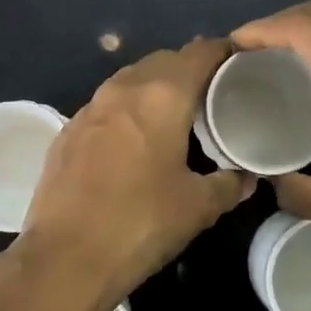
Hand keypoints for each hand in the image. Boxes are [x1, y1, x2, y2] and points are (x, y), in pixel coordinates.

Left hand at [0, 39, 254, 310]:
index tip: (241, 66)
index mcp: (161, 96)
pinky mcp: (66, 131)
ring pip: (130, 81)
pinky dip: (127, 111)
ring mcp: (89, 108)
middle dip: (189, 70)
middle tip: (213, 96)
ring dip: (154, 88)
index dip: (223, 53)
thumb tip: (246, 177)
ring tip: (176, 115)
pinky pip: (106, 106)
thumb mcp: (197, 207)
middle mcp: (122, 89)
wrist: (64, 258)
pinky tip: (135, 140)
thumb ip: (228, 184)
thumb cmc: (140, 224)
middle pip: (163, 61)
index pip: (199, 53)